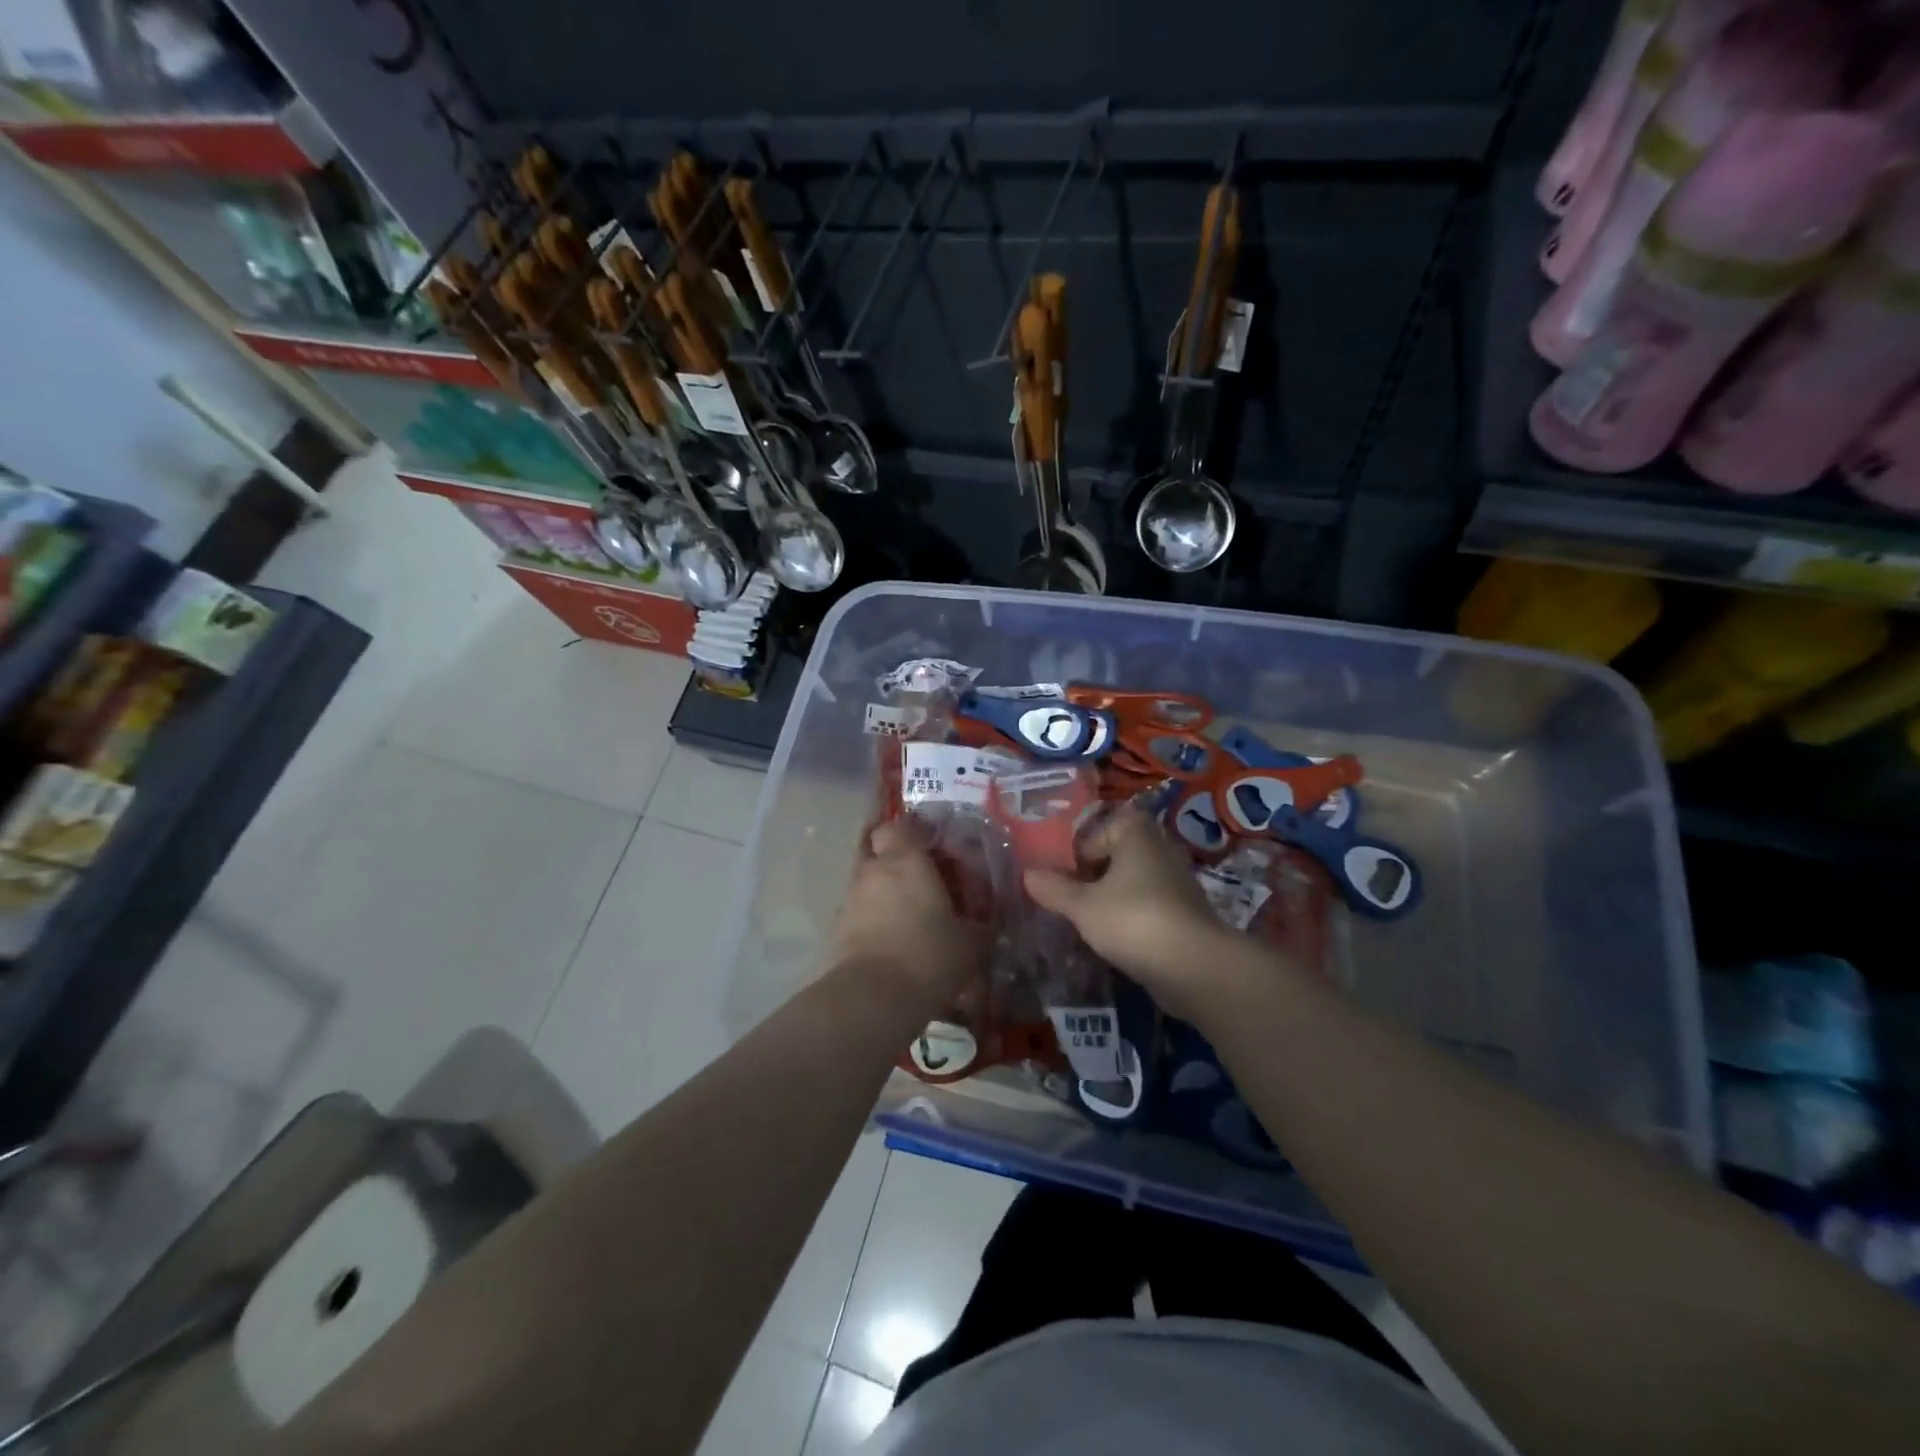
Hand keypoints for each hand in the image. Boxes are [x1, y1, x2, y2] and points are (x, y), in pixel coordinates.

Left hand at [832, 819, 984, 1007]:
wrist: (872, 998)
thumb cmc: (928, 956)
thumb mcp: (970, 944)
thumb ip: (980, 927)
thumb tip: (988, 924)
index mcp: (906, 861)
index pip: (898, 826)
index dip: (911, 833)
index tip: (930, 846)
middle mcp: (872, 871)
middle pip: (875, 850)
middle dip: (892, 860)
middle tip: (917, 879)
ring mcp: (849, 900)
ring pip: (865, 882)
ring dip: (881, 892)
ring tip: (905, 916)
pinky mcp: (836, 930)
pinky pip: (857, 914)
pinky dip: (871, 920)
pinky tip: (890, 942)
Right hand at [1024, 807, 1242, 1020]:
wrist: (1194, 966)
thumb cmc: (1132, 920)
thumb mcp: (1083, 906)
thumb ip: (1054, 889)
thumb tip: (1027, 873)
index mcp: (1137, 835)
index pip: (1103, 829)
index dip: (1081, 850)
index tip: (1065, 876)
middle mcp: (1161, 850)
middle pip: (1119, 856)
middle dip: (1096, 876)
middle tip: (1072, 899)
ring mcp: (1179, 883)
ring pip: (1136, 883)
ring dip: (1114, 898)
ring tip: (1090, 922)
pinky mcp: (1187, 915)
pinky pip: (1151, 907)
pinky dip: (1134, 918)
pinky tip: (1118, 940)